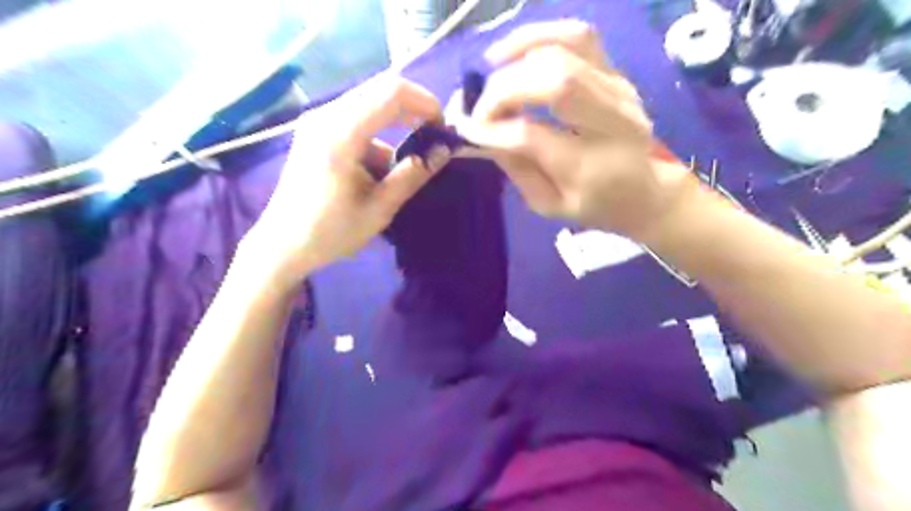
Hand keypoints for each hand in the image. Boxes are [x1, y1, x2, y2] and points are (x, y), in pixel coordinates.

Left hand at [248, 75, 449, 282]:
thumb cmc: (330, 232)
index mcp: (340, 134)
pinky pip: (357, 120)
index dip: (425, 103)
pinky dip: (377, 139)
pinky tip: (374, 174)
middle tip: (433, 138)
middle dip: (414, 110)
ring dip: (395, 128)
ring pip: (371, 106)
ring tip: (400, 169)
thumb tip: (444, 151)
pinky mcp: (316, 131)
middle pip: (381, 91)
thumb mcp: (379, 209)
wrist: (282, 245)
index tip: (443, 130)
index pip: (392, 92)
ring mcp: (318, 121)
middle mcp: (326, 116)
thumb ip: (412, 175)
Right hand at [459, 20, 694, 238]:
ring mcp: (619, 91)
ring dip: (518, 55)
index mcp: (591, 168)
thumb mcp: (549, 205)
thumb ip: (517, 169)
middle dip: (503, 90)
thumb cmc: (595, 206)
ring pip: (566, 50)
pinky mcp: (618, 73)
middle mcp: (612, 122)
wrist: (647, 192)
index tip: (468, 129)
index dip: (492, 128)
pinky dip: (541, 35)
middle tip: (481, 108)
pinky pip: (580, 36)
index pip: (532, 135)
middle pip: (554, 81)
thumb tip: (483, 134)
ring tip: (490, 70)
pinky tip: (514, 50)